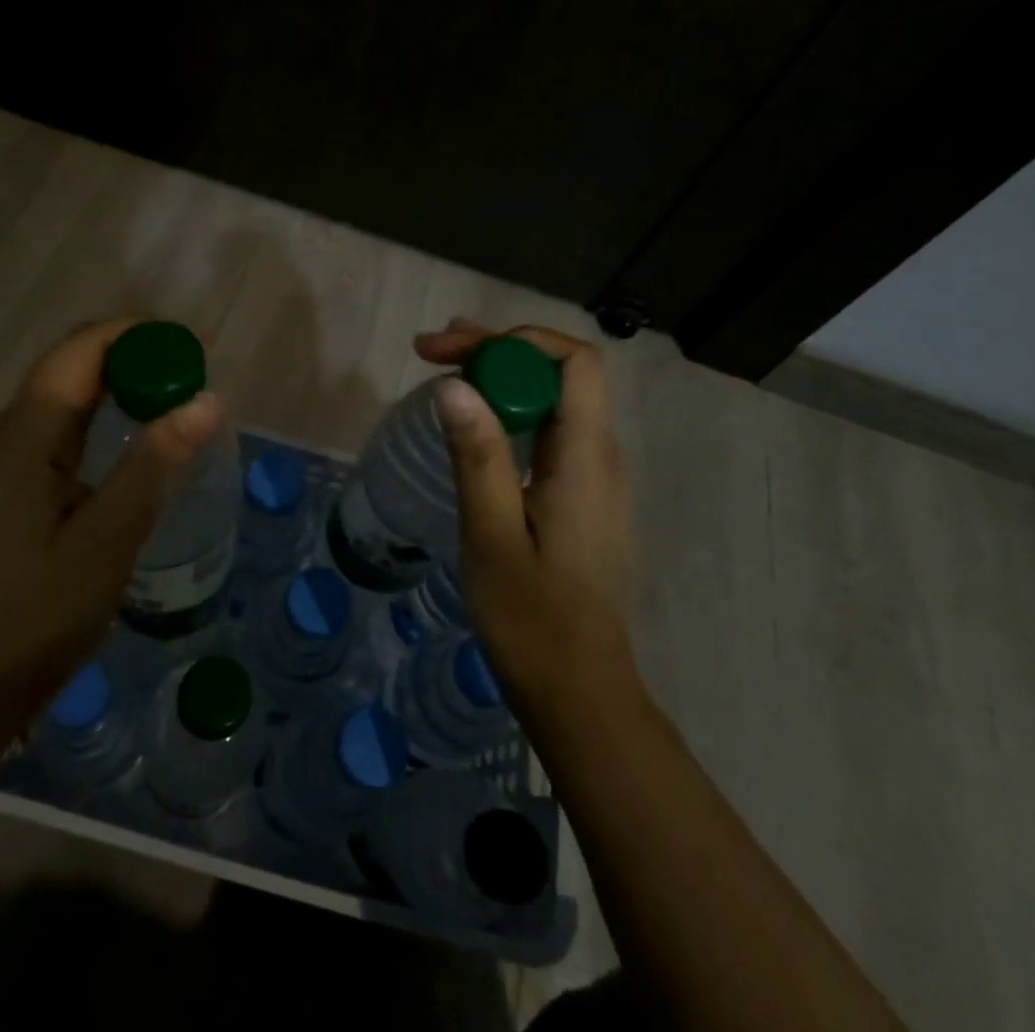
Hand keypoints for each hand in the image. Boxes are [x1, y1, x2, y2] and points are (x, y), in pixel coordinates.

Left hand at [0, 317, 223, 719]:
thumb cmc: (34, 617)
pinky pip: (68, 424)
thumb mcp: (106, 540)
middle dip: (136, 351)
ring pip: (70, 391)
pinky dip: (110, 411)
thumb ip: (154, 464)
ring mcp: (11, 458)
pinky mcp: (18, 483)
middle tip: (196, 366)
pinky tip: (140, 433)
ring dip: (124, 379)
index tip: (197, 343)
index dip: (138, 333)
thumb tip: (208, 400)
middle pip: (74, 362)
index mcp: (26, 435)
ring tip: (179, 388)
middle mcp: (12, 432)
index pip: (81, 350)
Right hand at [414, 318, 640, 715]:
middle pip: (560, 374)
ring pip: (554, 401)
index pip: (574, 362)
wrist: (579, 693)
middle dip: (498, 350)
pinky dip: (510, 411)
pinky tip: (473, 424)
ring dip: (502, 377)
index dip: (514, 340)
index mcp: (587, 459)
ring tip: (445, 369)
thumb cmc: (532, 620)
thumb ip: (478, 456)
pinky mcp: (580, 499)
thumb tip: (455, 384)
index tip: (452, 350)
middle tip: (433, 351)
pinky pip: (550, 433)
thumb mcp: (492, 535)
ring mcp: (594, 480)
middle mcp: (602, 458)